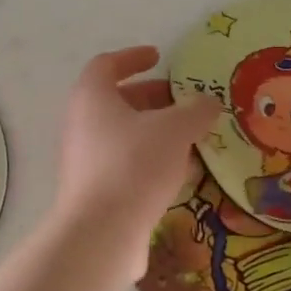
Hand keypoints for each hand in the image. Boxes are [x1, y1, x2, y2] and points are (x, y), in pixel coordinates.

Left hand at [55, 47, 218, 248]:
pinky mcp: (94, 192)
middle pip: (117, 101)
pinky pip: (124, 165)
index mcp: (92, 97)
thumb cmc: (134, 165)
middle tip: (183, 102)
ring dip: (155, 133)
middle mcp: (81, 125)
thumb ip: (195, 111)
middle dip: (152, 98)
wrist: (101, 233)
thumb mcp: (175, 130)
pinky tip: (180, 175)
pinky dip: (150, 161)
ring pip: (123, 135)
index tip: (159, 57)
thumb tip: (208, 102)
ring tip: (190, 138)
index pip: (107, 65)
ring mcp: (84, 160)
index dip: (133, 57)